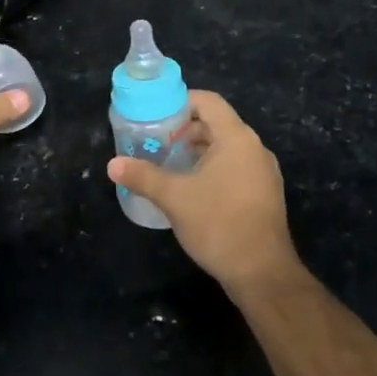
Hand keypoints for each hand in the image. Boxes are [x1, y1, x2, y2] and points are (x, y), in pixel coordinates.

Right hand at [107, 90, 300, 289]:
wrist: (262, 273)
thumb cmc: (218, 224)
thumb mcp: (174, 198)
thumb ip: (143, 176)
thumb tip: (112, 164)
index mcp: (237, 138)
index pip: (209, 102)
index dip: (181, 101)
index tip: (156, 114)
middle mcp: (255, 149)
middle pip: (217, 124)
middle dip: (185, 130)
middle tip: (157, 143)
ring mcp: (263, 173)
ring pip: (227, 149)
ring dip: (198, 152)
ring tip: (169, 166)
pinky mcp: (264, 195)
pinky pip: (236, 168)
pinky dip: (213, 169)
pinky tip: (192, 190)